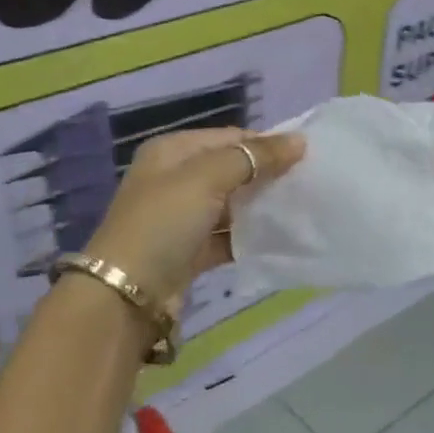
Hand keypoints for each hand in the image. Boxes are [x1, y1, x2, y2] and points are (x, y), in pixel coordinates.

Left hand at [85, 128, 304, 302]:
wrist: (126, 295)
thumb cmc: (164, 222)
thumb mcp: (207, 178)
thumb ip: (254, 157)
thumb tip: (299, 141)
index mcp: (172, 151)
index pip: (230, 137)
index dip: (265, 144)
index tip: (305, 157)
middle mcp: (175, 179)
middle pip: (232, 170)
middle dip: (266, 175)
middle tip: (307, 184)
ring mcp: (182, 217)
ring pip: (232, 204)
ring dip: (261, 207)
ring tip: (301, 209)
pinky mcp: (190, 251)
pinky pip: (228, 236)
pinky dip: (250, 237)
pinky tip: (279, 239)